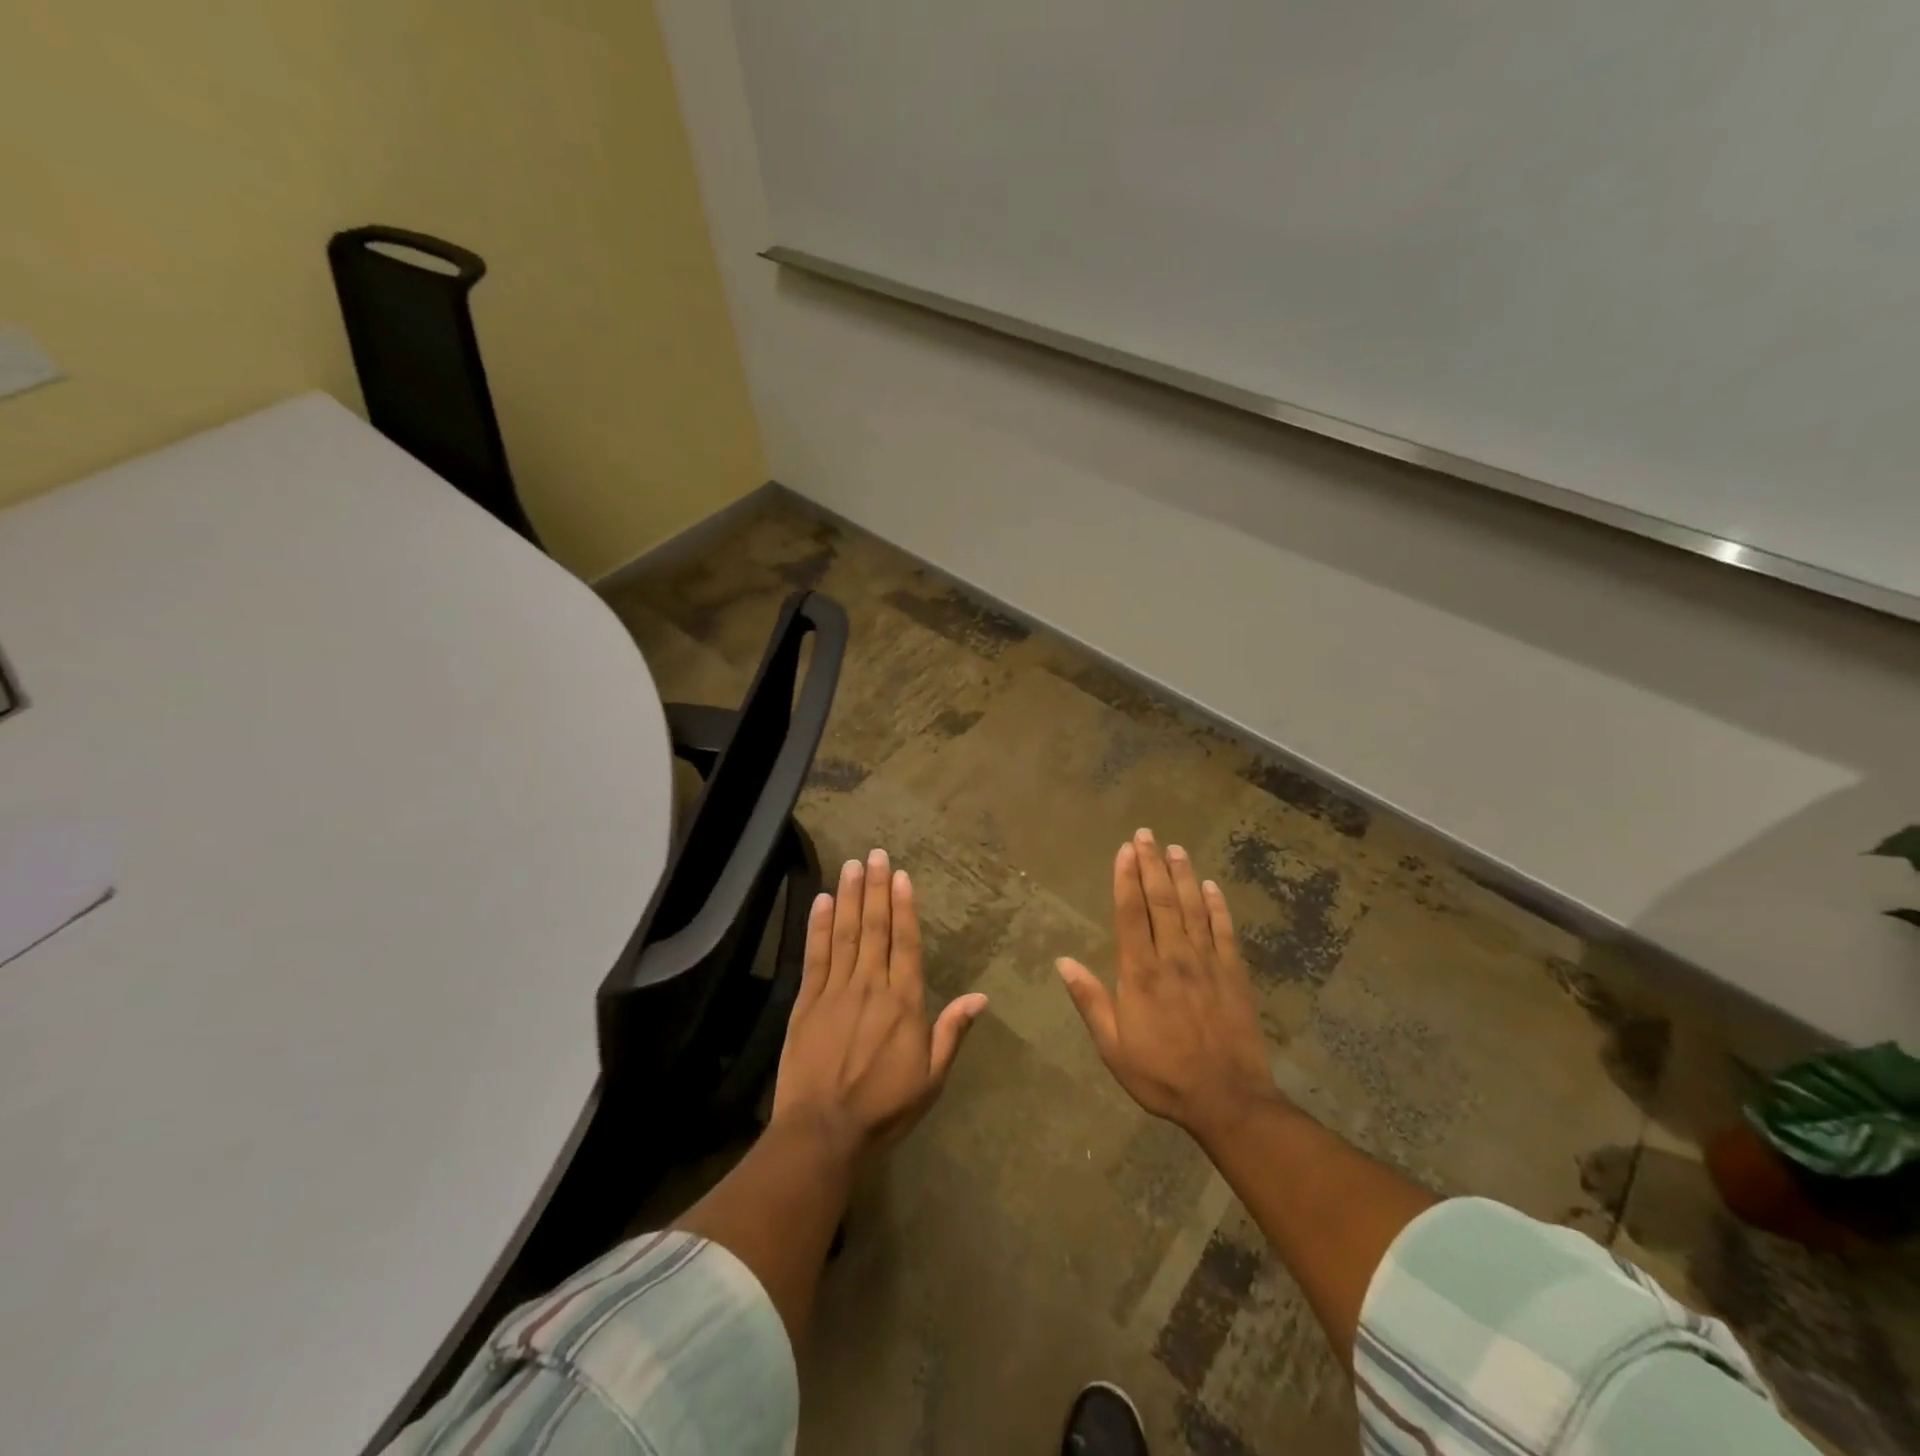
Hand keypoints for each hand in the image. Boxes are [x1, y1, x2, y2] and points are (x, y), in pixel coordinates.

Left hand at [772, 848, 987, 1158]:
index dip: (904, 906)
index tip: (901, 875)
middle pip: (875, 928)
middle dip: (876, 888)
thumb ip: (952, 1032)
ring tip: (852, 865)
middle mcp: (871, 986)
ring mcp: (835, 991)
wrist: (823, 1132)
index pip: (905, 942)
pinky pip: (815, 955)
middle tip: (874, 854)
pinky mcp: (807, 1002)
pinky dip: (819, 926)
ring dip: (850, 896)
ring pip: (846, 934)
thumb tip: (981, 996)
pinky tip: (823, 901)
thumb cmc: (884, 1108)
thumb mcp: (931, 1078)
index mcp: (904, 1002)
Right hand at [1057, 829, 1281, 1143]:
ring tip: (1174, 848)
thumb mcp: (1113, 1047)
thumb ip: (1090, 1000)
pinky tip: (1210, 886)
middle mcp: (1174, 958)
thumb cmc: (1162, 1075)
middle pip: (1161, 901)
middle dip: (1152, 864)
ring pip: (1193, 908)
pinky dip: (1217, 905)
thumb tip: (1062, 961)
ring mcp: (1208, 963)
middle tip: (1146, 834)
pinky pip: (1225, 930)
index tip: (1125, 850)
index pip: (1131, 914)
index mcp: (1141, 973)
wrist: (1228, 1100)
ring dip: (1182, 875)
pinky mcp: (1234, 974)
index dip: (1126, 879)